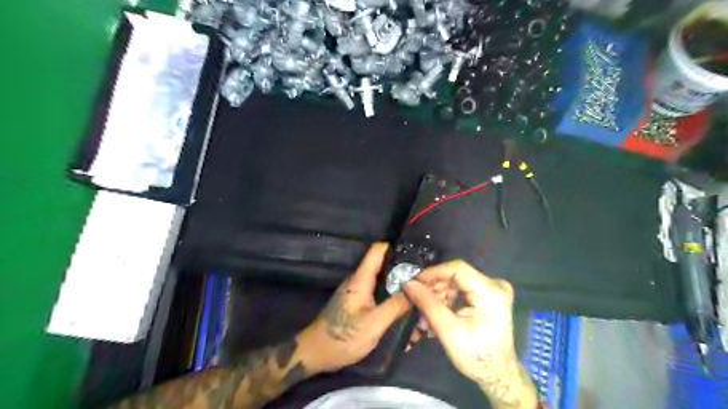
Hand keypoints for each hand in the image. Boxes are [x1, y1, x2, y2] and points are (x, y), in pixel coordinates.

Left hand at [296, 243, 407, 373]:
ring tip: (419, 297)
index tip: (418, 255)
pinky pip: (378, 294)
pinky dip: (391, 298)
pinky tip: (404, 310)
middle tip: (425, 281)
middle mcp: (359, 281)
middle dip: (405, 272)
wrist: (315, 353)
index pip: (378, 250)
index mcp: (361, 279)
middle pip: (384, 266)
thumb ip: (396, 305)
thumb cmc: (343, 337)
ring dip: (400, 288)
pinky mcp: (357, 303)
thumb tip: (418, 288)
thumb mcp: (374, 324)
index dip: (397, 248)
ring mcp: (357, 292)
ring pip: (383, 282)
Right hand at [405, 260, 538, 407]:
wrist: (498, 375)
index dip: (433, 273)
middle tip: (416, 301)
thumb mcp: (448, 331)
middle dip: (434, 288)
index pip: (458, 269)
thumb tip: (409, 284)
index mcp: (490, 292)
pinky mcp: (488, 296)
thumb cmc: (476, 357)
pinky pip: (462, 289)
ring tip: (425, 313)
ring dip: (438, 295)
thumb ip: (428, 304)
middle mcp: (495, 285)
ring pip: (456, 282)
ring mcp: (493, 290)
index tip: (414, 282)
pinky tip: (436, 312)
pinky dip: (447, 299)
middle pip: (456, 276)